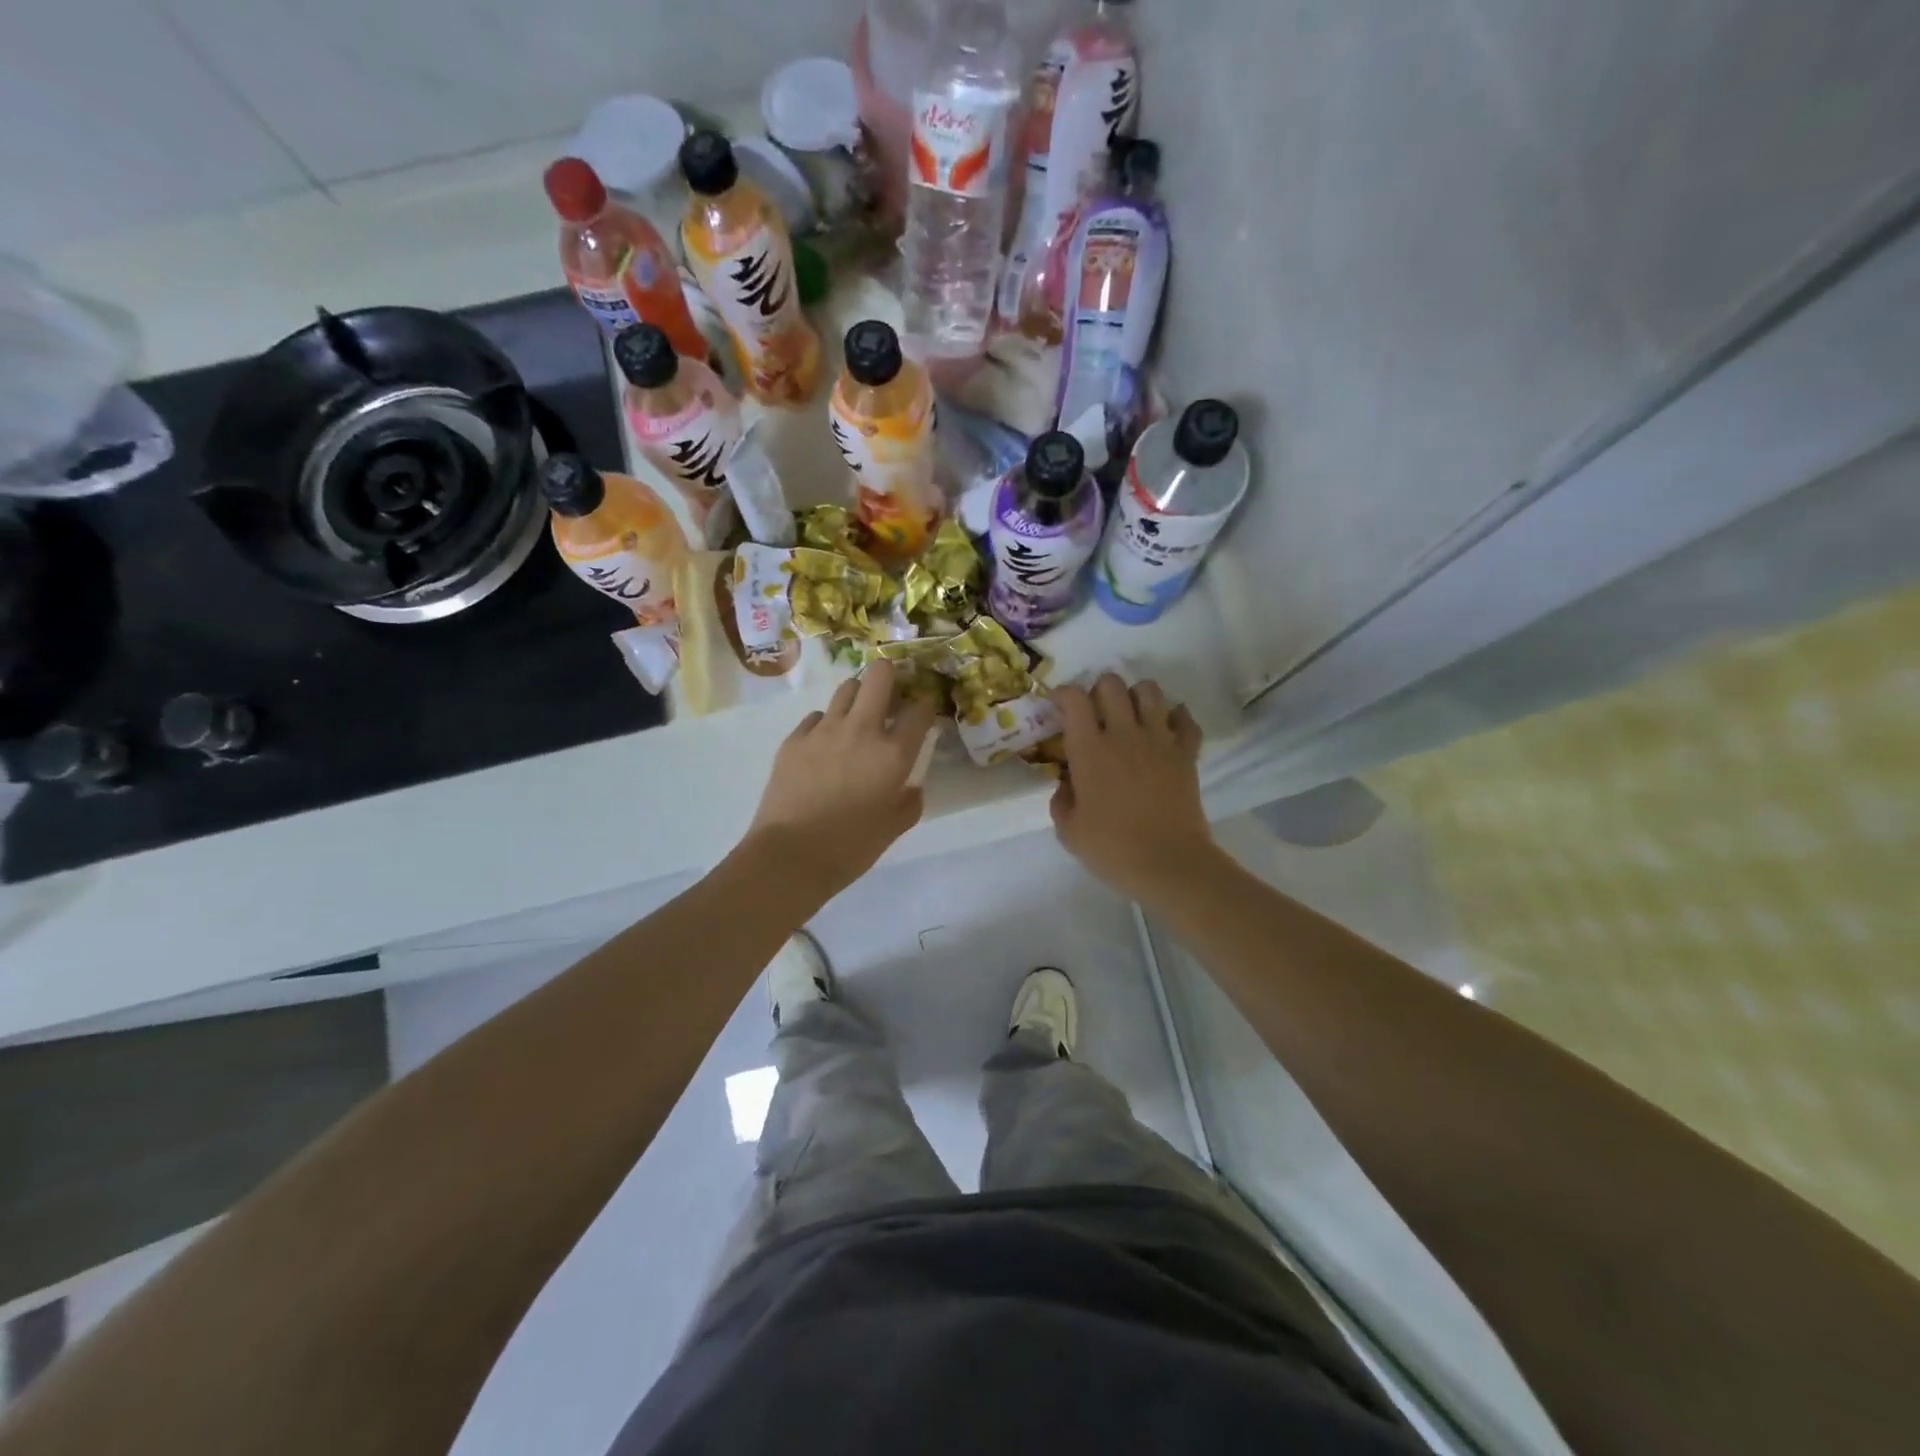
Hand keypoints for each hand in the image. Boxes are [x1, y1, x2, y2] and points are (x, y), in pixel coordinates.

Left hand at [744, 661, 940, 899]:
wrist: (790, 856)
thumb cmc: (850, 847)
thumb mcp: (893, 828)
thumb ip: (909, 802)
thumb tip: (911, 787)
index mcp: (893, 753)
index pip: (920, 709)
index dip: (926, 705)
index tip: (923, 713)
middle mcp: (861, 730)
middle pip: (880, 675)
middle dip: (891, 676)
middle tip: (891, 697)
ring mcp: (824, 730)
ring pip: (847, 688)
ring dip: (859, 696)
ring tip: (858, 718)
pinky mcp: (794, 739)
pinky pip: (816, 716)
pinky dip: (827, 723)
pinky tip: (826, 745)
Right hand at [1050, 674, 1216, 905]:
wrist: (1169, 863)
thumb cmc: (1112, 849)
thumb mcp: (1069, 830)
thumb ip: (1061, 799)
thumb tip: (1067, 782)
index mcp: (1089, 750)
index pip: (1074, 699)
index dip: (1063, 694)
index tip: (1059, 706)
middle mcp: (1124, 734)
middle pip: (1112, 684)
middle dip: (1098, 690)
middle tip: (1094, 712)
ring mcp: (1159, 740)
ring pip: (1150, 690)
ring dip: (1136, 696)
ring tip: (1130, 715)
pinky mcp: (1186, 753)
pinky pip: (1185, 718)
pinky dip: (1175, 716)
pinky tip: (1166, 729)